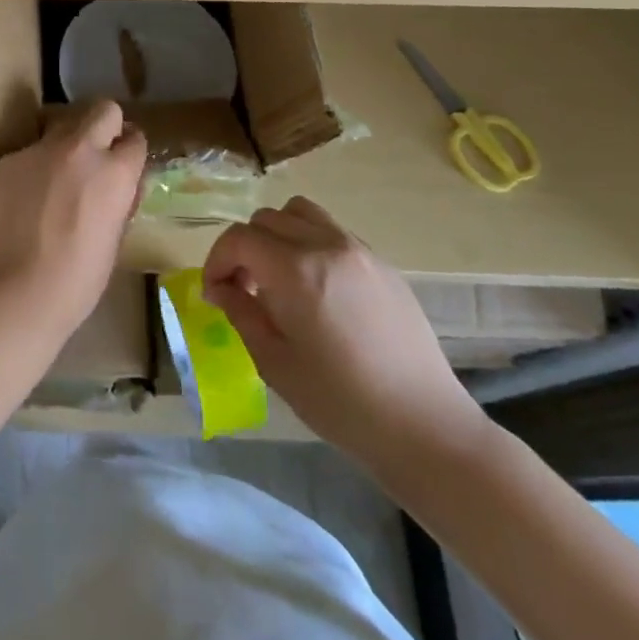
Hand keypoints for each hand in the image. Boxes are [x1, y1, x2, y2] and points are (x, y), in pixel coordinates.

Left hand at [0, 100, 147, 357]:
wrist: (14, 293)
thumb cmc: (77, 281)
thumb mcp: (115, 238)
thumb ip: (119, 199)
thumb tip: (118, 184)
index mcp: (115, 172)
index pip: (136, 138)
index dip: (131, 152)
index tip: (125, 166)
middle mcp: (80, 149)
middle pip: (103, 109)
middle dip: (107, 126)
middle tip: (99, 157)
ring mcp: (40, 150)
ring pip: (64, 126)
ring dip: (70, 144)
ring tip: (61, 179)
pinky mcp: (11, 159)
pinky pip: (34, 151)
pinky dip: (39, 166)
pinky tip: (31, 198)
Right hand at [202, 195, 488, 473]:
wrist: (424, 426)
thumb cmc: (341, 403)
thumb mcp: (274, 363)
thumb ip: (241, 314)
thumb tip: (221, 289)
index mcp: (295, 271)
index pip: (239, 238)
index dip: (217, 261)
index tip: (214, 293)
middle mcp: (325, 245)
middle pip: (267, 219)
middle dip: (245, 248)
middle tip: (244, 289)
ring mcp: (358, 250)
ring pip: (301, 213)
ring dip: (278, 235)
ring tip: (279, 277)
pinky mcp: (382, 263)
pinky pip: (332, 232)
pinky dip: (310, 244)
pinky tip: (318, 289)